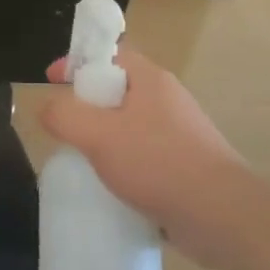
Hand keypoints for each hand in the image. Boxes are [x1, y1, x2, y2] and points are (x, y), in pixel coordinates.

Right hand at [41, 45, 255, 268]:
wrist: (222, 216)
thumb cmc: (158, 163)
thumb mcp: (99, 134)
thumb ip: (65, 116)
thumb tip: (46, 107)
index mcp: (151, 80)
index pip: (110, 54)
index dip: (78, 62)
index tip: (51, 79)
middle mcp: (168, 101)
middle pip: (118, 91)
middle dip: (87, 105)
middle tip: (64, 126)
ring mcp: (180, 135)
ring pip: (129, 127)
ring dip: (104, 139)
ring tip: (82, 160)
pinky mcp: (184, 168)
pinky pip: (144, 158)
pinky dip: (123, 166)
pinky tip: (110, 187)